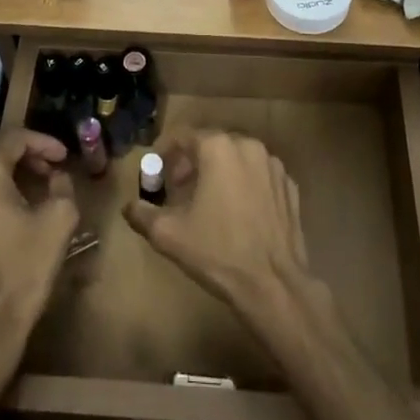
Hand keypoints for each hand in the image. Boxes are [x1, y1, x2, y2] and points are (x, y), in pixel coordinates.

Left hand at [0, 128, 79, 346]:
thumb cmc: (25, 269)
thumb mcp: (60, 220)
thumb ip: (62, 185)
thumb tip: (55, 177)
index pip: (14, 136)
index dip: (43, 141)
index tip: (63, 157)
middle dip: (19, 148)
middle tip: (44, 167)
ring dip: (0, 169)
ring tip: (26, 190)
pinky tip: (2, 216)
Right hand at [123, 131, 310, 313]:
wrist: (272, 283)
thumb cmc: (217, 251)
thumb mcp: (168, 234)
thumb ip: (142, 214)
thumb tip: (129, 206)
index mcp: (218, 148)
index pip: (184, 136)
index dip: (165, 151)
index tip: (156, 170)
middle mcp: (248, 146)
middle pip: (212, 144)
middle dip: (192, 162)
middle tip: (179, 188)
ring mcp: (274, 165)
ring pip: (238, 158)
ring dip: (219, 171)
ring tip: (208, 200)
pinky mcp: (290, 186)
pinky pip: (259, 175)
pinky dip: (244, 184)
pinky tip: (238, 212)